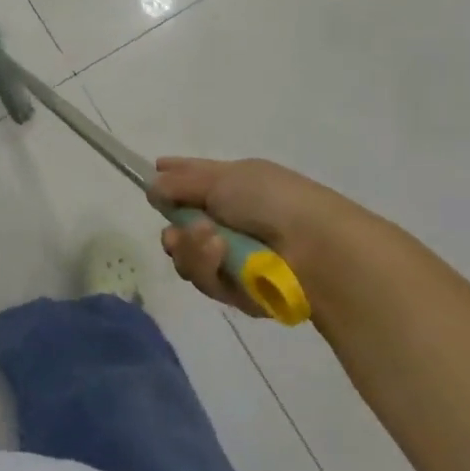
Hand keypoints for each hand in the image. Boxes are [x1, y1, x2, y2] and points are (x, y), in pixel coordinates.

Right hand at [153, 157, 344, 316]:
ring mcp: (235, 258)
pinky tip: (224, 259)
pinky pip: (209, 282)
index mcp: (232, 186)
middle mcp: (231, 221)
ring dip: (193, 250)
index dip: (171, 180)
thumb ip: (182, 183)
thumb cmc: (272, 200)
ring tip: (212, 241)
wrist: (318, 248)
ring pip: (189, 259)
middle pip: (182, 228)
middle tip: (176, 233)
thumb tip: (153, 183)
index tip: (151, 178)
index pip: (193, 180)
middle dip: (174, 232)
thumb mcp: (224, 179)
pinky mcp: (241, 292)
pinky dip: (212, 269)